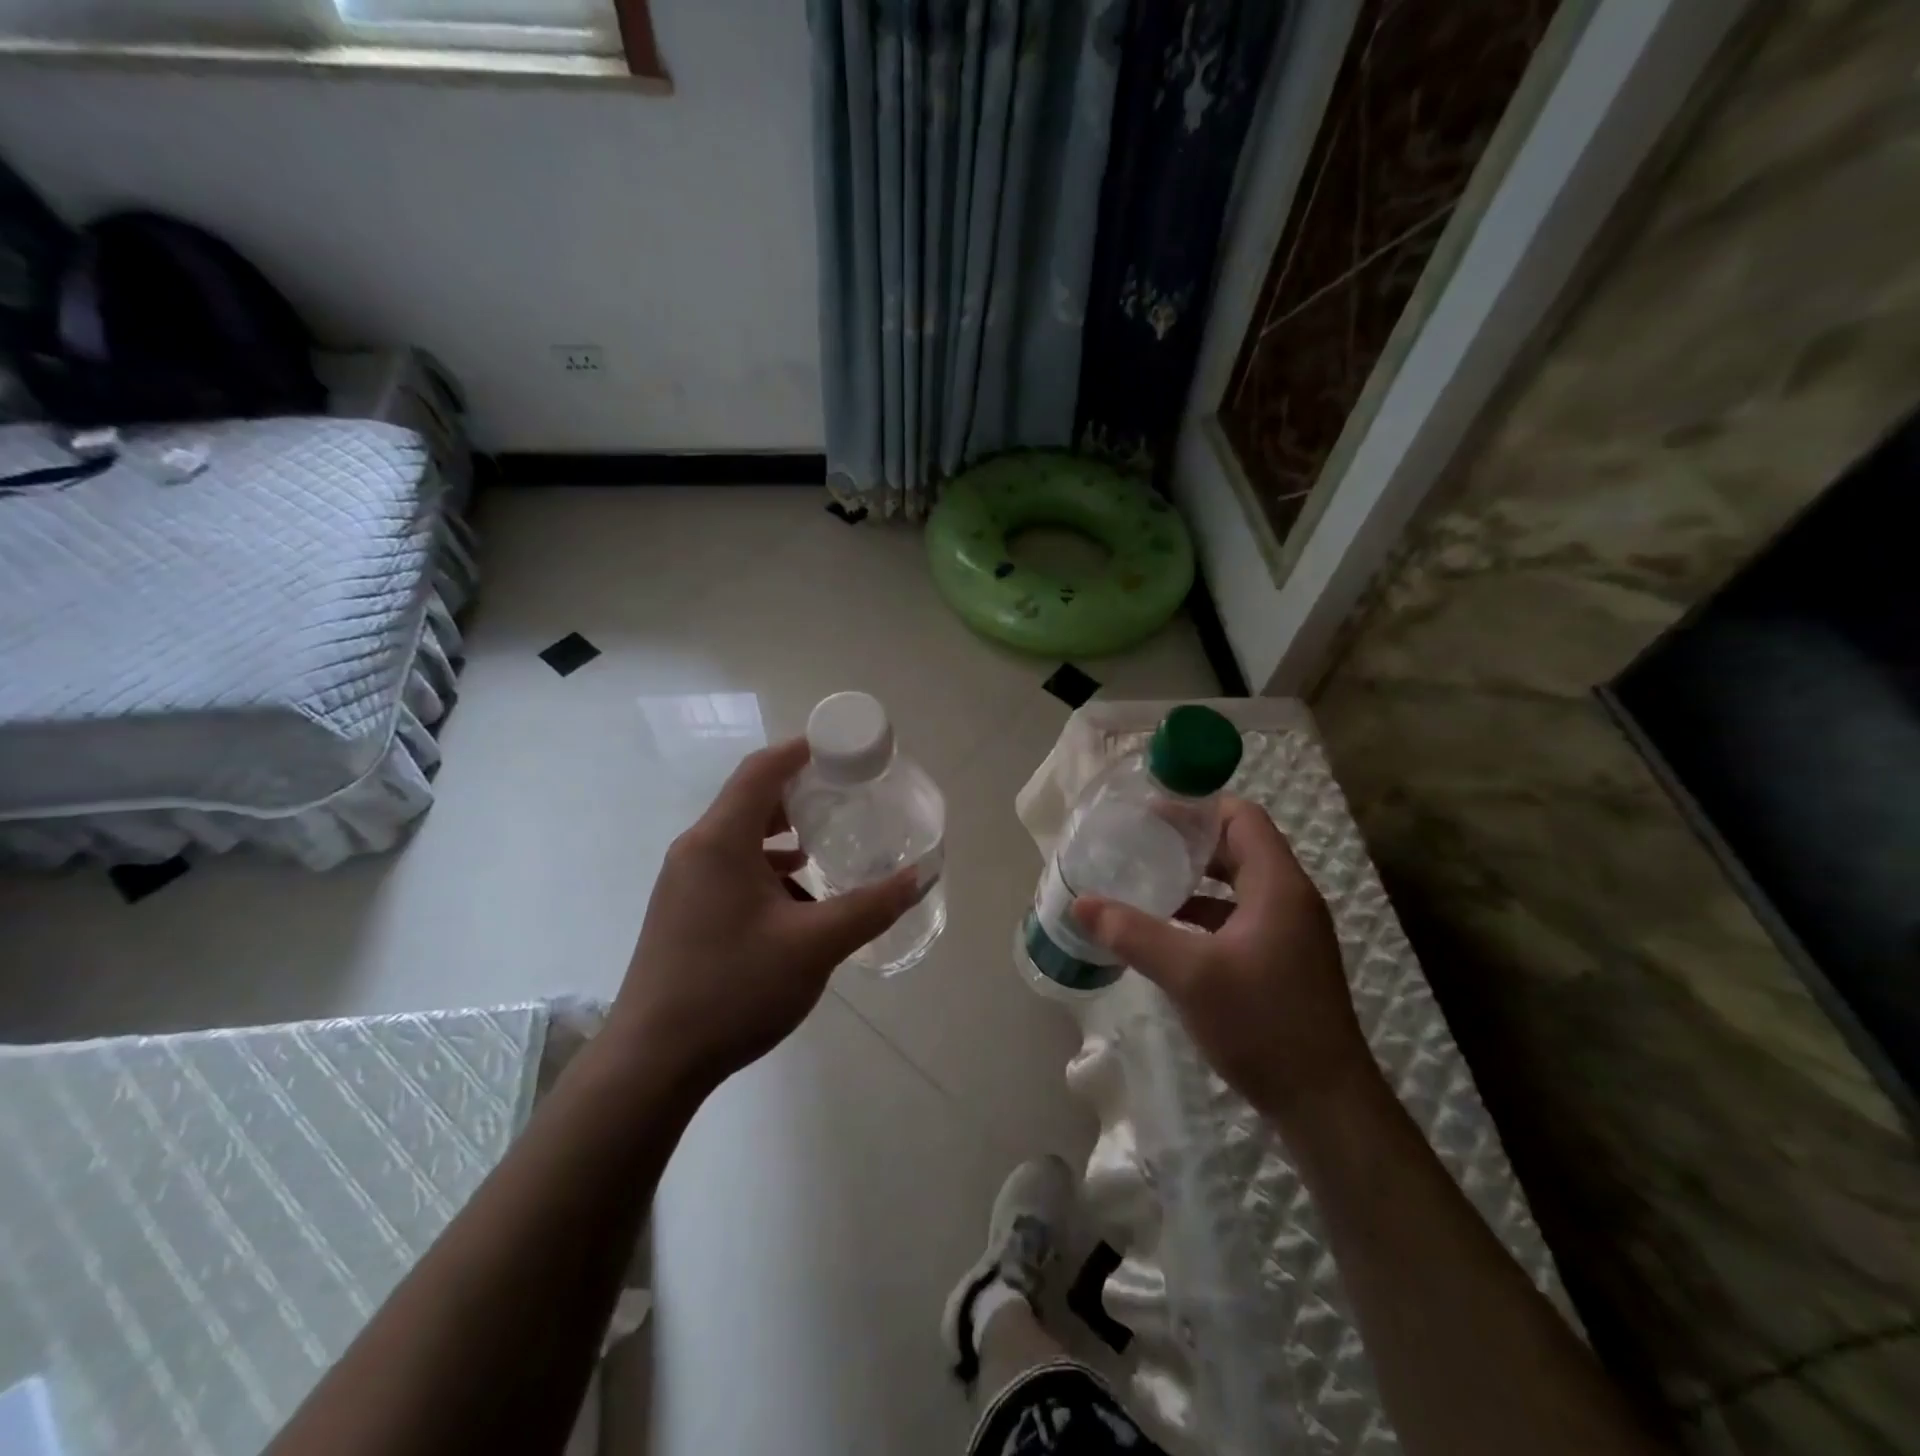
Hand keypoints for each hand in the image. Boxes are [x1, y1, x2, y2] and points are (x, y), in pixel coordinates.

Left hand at [606, 738, 919, 1093]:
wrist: (653, 1062)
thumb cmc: (733, 989)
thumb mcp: (815, 945)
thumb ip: (870, 906)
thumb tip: (920, 875)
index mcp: (720, 841)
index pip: (762, 769)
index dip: (802, 750)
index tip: (844, 750)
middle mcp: (696, 850)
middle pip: (751, 798)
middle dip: (799, 792)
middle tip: (846, 795)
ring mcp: (683, 881)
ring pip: (740, 836)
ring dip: (783, 833)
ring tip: (826, 843)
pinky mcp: (683, 910)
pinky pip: (730, 867)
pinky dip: (767, 866)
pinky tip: (797, 895)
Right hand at [1072, 797, 1375, 1125]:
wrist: (1326, 1106)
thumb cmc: (1262, 1024)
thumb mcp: (1189, 974)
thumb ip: (1133, 934)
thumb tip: (1081, 903)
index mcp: (1278, 885)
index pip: (1241, 817)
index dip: (1197, 807)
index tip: (1150, 813)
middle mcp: (1289, 899)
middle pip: (1238, 847)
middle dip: (1188, 842)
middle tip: (1139, 844)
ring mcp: (1290, 932)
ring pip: (1237, 885)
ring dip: (1195, 880)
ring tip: (1146, 882)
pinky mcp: (1284, 961)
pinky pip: (1240, 917)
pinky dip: (1205, 914)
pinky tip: (1169, 932)